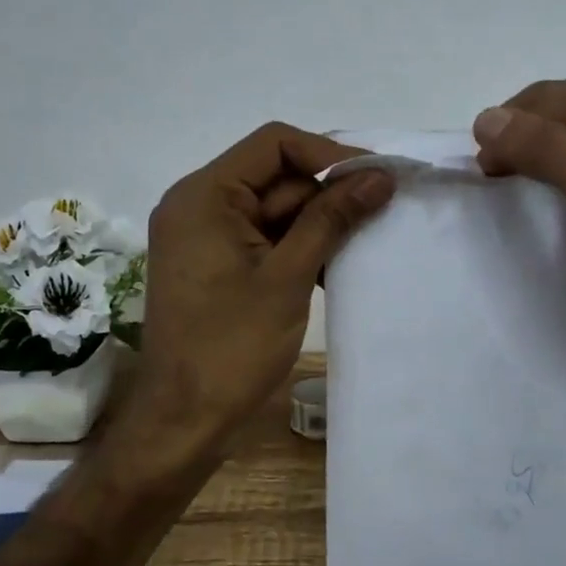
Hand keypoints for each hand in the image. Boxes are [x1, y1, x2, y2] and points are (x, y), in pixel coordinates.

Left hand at [123, 123, 393, 480]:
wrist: (183, 422)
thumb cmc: (231, 347)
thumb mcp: (288, 276)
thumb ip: (332, 218)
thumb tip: (379, 176)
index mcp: (204, 196)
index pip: (274, 144)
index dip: (329, 154)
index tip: (375, 178)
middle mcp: (199, 205)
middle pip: (277, 176)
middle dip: (328, 193)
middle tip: (381, 212)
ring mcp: (207, 236)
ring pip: (276, 208)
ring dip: (319, 223)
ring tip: (366, 240)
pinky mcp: (217, 263)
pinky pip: (266, 237)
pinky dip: (299, 246)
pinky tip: (335, 266)